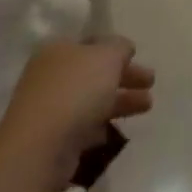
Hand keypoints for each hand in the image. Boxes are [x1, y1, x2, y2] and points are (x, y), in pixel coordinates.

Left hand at [0, 38, 155, 191]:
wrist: (40, 147)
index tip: (138, 56)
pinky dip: (103, 125)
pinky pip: (84, 126)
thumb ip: (119, 47)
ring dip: (120, 101)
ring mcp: (50, 108)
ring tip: (148, 106)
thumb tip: (123, 48)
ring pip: (93, 100)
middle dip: (124, 77)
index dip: (117, 49)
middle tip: (151, 83)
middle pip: (94, 73)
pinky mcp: (53, 139)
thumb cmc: (75, 91)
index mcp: (59, 50)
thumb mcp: (106, 57)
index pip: (92, 44)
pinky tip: (119, 131)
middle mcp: (51, 76)